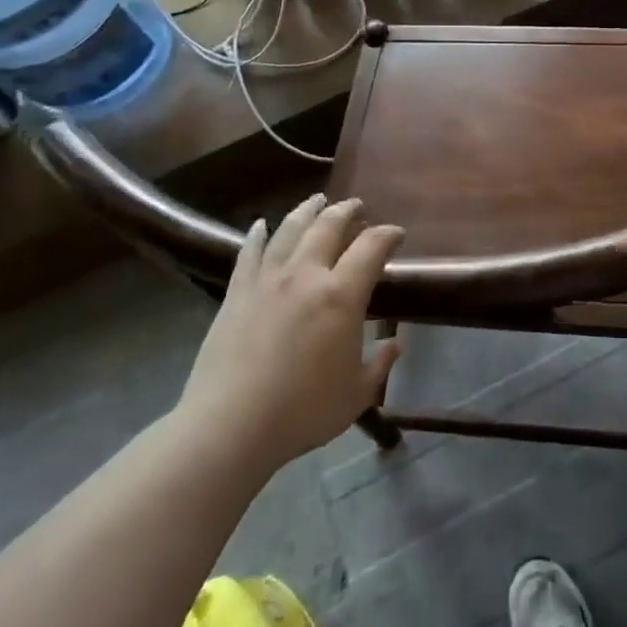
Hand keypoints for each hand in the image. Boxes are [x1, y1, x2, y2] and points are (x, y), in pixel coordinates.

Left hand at [174, 195, 403, 473]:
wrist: (230, 426)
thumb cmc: (302, 412)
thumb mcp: (356, 394)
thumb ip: (380, 365)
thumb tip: (395, 344)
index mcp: (341, 295)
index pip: (371, 247)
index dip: (387, 235)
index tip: (396, 234)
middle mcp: (305, 274)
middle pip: (328, 226)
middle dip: (347, 211)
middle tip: (357, 206)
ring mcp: (267, 280)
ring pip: (290, 230)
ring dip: (307, 211)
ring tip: (317, 200)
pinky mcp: (236, 293)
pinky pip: (249, 252)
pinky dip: (258, 234)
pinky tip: (262, 224)